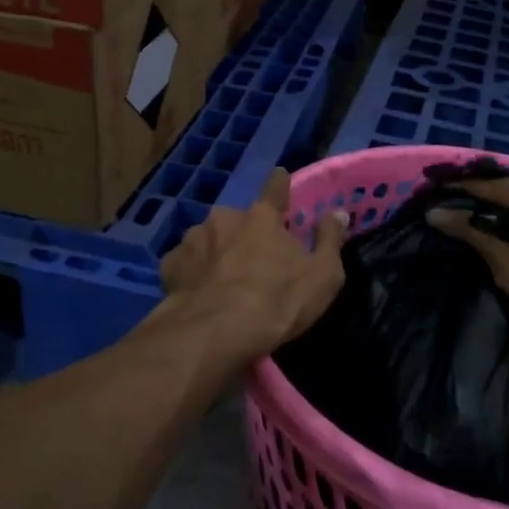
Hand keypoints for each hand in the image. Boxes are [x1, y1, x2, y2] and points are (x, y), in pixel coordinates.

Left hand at [159, 168, 346, 370]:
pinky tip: (198, 294)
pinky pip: (186, 263)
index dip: (279, 184)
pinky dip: (193, 273)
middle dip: (244, 234)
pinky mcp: (171, 264)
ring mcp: (194, 239)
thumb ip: (330, 240)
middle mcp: (225, 218)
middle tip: (252, 263)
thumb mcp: (323, 276)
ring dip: (216, 253)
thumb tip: (337, 212)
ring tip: (222, 283)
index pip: (275, 189)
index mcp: (262, 217)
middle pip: (238, 220)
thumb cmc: (277, 302)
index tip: (279, 176)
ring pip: (209, 240)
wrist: (216, 332)